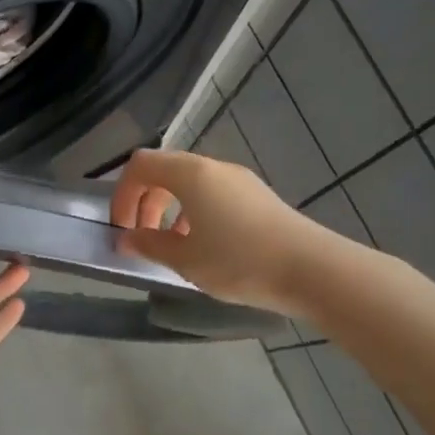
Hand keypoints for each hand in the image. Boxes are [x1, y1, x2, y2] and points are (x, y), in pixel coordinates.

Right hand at [110, 149, 316, 312]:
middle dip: (145, 202)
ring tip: (173, 246)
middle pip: (164, 171)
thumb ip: (150, 244)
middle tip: (143, 239)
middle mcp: (213, 167)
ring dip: (170, 209)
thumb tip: (126, 238)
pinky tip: (205, 246)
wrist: (313, 270)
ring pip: (190, 183)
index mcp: (190, 174)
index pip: (141, 165)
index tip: (122, 229)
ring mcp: (238, 180)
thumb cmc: (239, 261)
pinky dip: (195, 212)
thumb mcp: (185, 259)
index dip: (122, 194)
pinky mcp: (256, 196)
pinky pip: (213, 193)